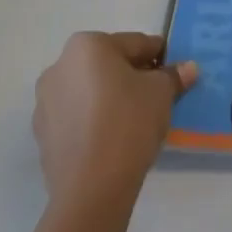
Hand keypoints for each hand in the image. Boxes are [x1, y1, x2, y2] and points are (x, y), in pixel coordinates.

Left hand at [33, 31, 197, 208]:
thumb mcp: (162, 93)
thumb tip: (188, 68)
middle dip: (133, 76)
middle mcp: (60, 66)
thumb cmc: (128, 122)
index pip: (135, 44)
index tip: (174, 72)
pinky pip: (77, 117)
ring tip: (136, 120)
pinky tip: (113, 138)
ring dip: (111, 98)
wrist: (91, 187)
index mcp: (88, 45)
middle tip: (158, 95)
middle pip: (108, 65)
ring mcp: (45, 102)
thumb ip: (174, 75)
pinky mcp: (43, 135)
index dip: (159, 57)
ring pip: (90, 91)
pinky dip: (95, 120)